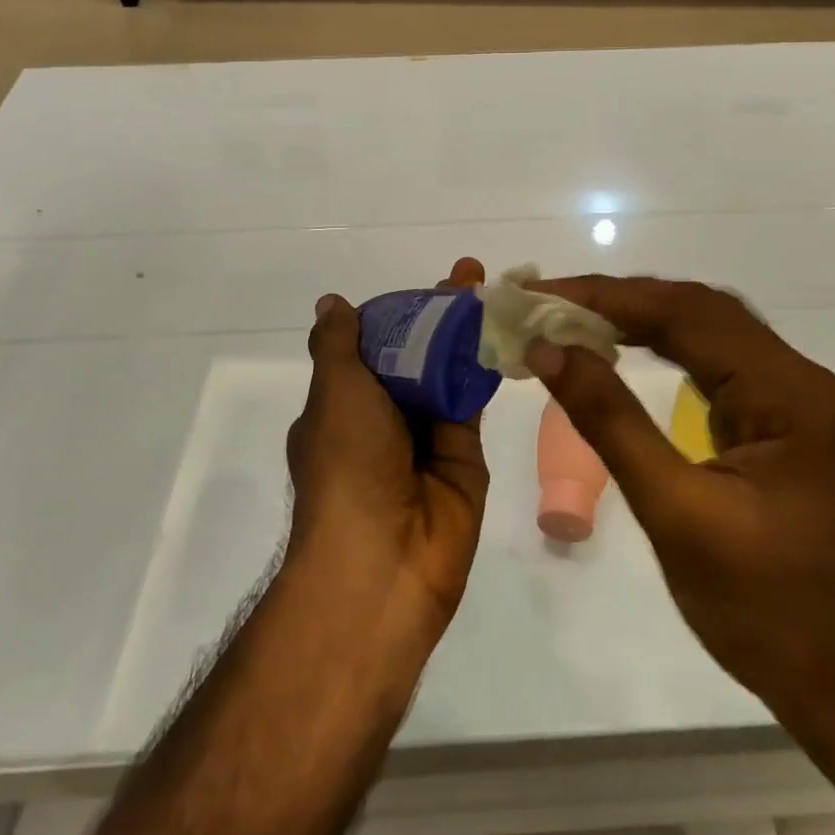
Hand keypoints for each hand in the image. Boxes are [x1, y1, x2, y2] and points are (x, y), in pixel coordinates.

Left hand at [284, 258, 490, 645]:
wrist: (384, 560)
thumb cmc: (347, 465)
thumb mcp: (333, 393)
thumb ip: (339, 346)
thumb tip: (330, 303)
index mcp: (341, 407)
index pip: (370, 347)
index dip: (396, 313)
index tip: (423, 286)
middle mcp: (382, 420)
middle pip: (413, 356)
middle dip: (438, 315)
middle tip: (470, 274)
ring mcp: (424, 438)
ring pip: (446, 373)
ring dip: (464, 333)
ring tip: (492, 287)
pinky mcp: (464, 454)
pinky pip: (472, 400)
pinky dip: (484, 365)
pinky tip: (503, 326)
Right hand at [523, 276, 834, 726]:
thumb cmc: (764, 609)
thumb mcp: (675, 513)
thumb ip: (610, 421)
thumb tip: (550, 349)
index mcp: (790, 394)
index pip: (688, 314)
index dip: (608, 298)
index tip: (542, 296)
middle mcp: (801, 380)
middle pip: (701, 311)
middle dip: (620, 300)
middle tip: (548, 302)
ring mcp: (796, 401)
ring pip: (709, 332)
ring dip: (640, 318)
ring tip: (572, 317)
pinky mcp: (782, 424)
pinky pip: (716, 365)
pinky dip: (663, 348)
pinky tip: (623, 350)